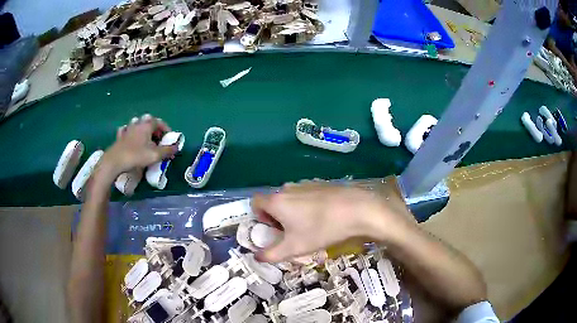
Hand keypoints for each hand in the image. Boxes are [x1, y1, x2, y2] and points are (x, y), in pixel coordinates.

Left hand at [98, 114, 176, 179]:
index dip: (165, 128)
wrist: (115, 161)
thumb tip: (177, 147)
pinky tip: (129, 136)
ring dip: (142, 129)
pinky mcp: (119, 137)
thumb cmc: (136, 156)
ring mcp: (127, 129)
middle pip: (148, 121)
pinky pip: (125, 131)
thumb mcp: (155, 155)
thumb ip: (167, 150)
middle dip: (154, 128)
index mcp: (146, 125)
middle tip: (158, 139)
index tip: (169, 137)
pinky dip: (129, 132)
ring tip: (145, 138)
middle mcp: (137, 124)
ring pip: (136, 124)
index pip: (159, 122)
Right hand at [251, 182, 414, 262]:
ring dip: (293, 211)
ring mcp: (305, 184)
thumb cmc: (321, 229)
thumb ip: (271, 254)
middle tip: (292, 233)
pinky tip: (323, 216)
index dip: (260, 217)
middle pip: (274, 201)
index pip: (256, 202)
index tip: (274, 230)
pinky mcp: (321, 184)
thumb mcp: (294, 248)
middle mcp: (287, 188)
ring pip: (291, 198)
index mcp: (276, 201)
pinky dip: (307, 205)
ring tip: (309, 226)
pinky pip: (306, 194)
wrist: (357, 210)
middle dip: (277, 217)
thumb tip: (256, 257)